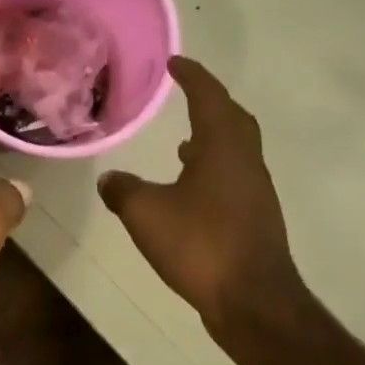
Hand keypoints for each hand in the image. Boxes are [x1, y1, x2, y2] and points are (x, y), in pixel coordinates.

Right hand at [97, 57, 307, 338]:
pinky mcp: (254, 220)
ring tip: (182, 143)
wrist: (252, 301)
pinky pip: (232, 178)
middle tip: (186, 95)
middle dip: (211, 103)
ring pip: (235, 151)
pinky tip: (189, 190)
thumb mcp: (145, 213)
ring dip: (212, 139)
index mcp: (224, 149)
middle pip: (234, 120)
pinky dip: (212, 170)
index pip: (210, 98)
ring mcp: (254, 193)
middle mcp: (246, 163)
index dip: (193, 77)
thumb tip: (110, 178)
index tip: (175, 63)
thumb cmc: (200, 244)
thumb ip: (123, 190)